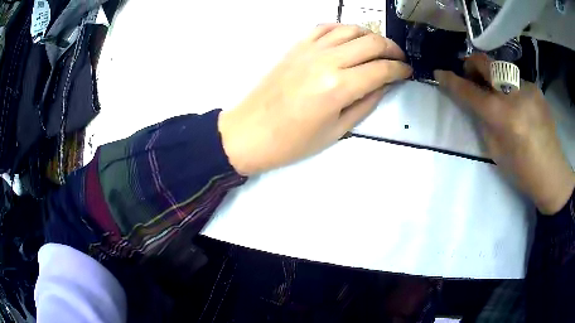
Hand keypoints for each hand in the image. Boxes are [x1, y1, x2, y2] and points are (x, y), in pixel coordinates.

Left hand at [218, 24, 411, 175]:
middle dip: (392, 49)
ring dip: (371, 36)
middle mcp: (327, 60)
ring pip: (351, 29)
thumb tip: (384, 84)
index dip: (400, 69)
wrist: (250, 131)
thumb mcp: (337, 130)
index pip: (382, 69)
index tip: (407, 72)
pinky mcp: (297, 46)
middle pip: (371, 42)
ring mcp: (310, 49)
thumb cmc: (293, 141)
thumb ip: (365, 103)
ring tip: (379, 48)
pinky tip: (350, 38)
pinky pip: (326, 27)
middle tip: (399, 59)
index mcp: (339, 86)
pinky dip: (343, 29)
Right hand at [435, 54, 574, 214]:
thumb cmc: (522, 170)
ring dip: (494, 79)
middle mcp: (514, 94)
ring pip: (502, 71)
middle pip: (485, 63)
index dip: (452, 81)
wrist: (552, 172)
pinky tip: (519, 106)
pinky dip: (511, 89)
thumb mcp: (496, 150)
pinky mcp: (536, 88)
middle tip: (470, 75)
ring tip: (501, 97)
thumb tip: (475, 102)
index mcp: (502, 115)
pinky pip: (516, 81)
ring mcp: (527, 87)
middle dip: (472, 65)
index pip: (470, 91)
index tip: (440, 72)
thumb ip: (483, 122)